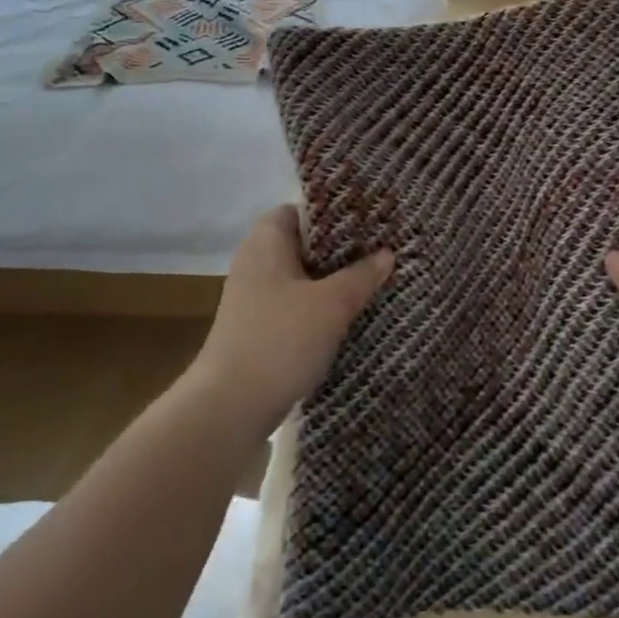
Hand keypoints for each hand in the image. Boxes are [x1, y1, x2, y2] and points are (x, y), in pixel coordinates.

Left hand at [189, 205, 393, 434]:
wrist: (230, 408)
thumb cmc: (280, 340)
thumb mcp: (331, 304)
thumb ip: (361, 275)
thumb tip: (387, 253)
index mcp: (266, 242)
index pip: (300, 209)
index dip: (334, 212)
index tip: (370, 220)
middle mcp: (256, 263)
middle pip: (304, 244)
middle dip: (341, 249)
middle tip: (382, 250)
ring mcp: (255, 298)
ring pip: (302, 277)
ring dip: (334, 280)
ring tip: (375, 280)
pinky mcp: (259, 329)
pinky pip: (296, 304)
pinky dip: (321, 306)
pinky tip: (350, 316)